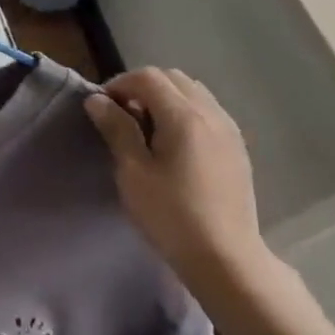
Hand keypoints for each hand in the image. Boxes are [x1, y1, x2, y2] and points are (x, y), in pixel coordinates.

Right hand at [84, 67, 278, 294]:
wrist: (224, 257)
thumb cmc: (171, 215)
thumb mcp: (133, 172)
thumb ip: (117, 129)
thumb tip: (98, 100)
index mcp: (184, 116)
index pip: (148, 77)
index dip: (119, 85)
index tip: (102, 109)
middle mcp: (211, 113)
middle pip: (173, 78)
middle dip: (142, 88)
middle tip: (121, 117)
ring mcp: (229, 130)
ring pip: (193, 93)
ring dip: (164, 99)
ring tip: (146, 131)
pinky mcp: (236, 148)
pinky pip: (207, 112)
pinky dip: (184, 113)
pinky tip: (173, 146)